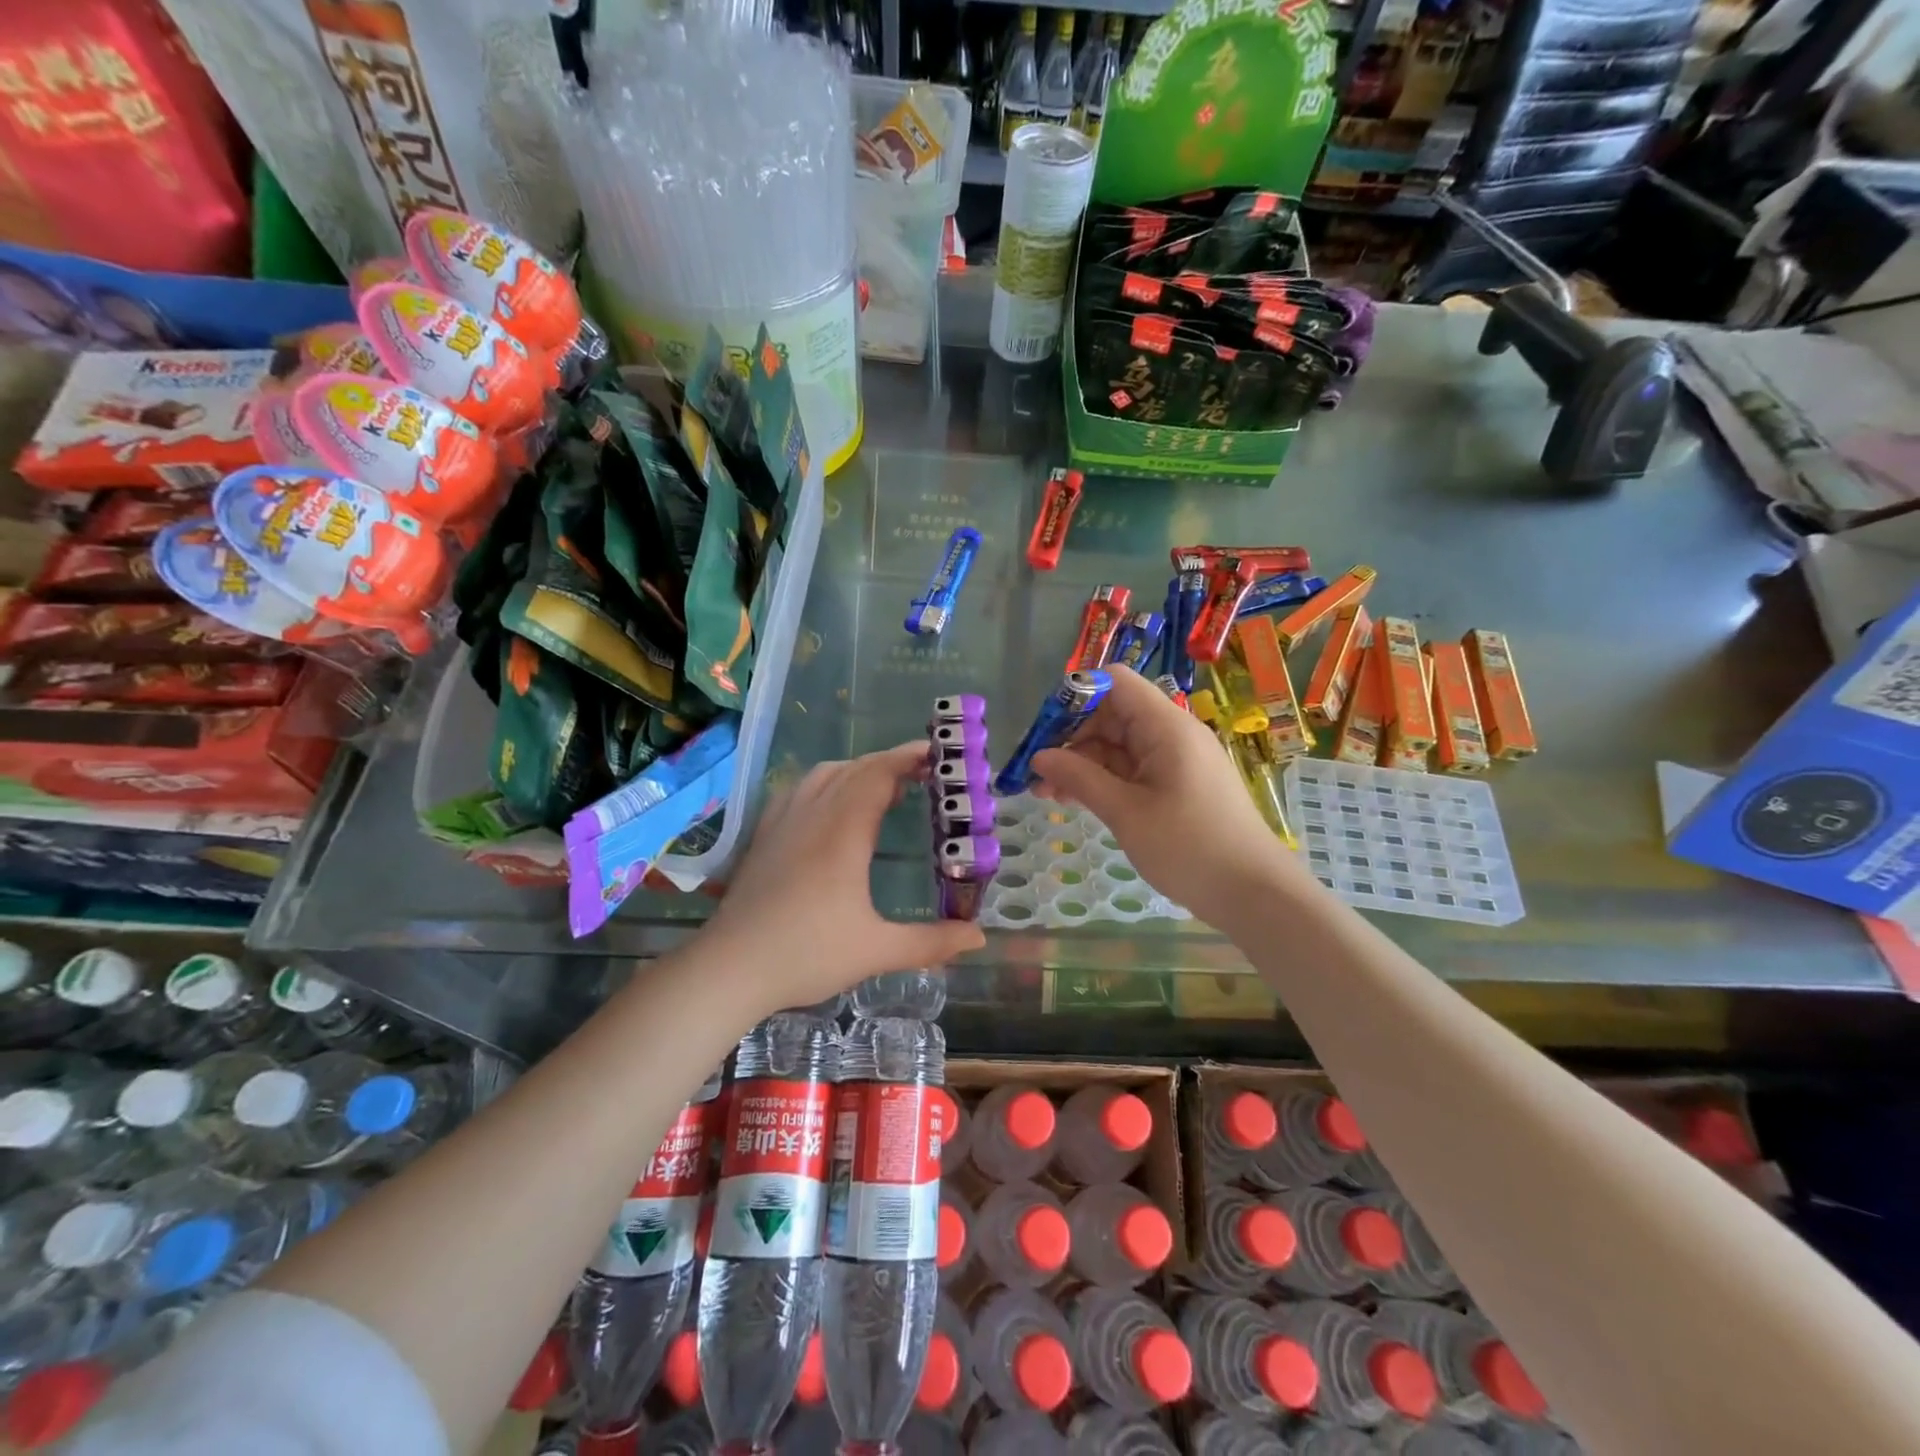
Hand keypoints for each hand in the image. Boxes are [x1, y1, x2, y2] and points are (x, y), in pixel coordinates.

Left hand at [701, 743, 985, 1017]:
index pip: (878, 774)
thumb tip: (978, 936)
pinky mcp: (763, 835)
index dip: (907, 758)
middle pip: (854, 768)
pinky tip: (829, 805)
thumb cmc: (807, 955)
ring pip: (823, 773)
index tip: (936, 754)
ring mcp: (782, 822)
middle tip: (923, 772)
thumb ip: (931, 942)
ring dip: (857, 769)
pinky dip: (825, 782)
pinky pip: (798, 789)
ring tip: (881, 786)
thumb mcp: (876, 951)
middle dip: (890, 762)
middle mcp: (812, 815)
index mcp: (843, 833)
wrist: (730, 968)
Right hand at [1032, 666, 1304, 923]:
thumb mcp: (1126, 812)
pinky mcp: (1177, 785)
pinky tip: (1076, 801)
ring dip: (1082, 764)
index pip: (1115, 682)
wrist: (1254, 893)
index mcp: (1166, 726)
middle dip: (1071, 738)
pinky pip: (1132, 769)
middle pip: (1112, 714)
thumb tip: (1039, 757)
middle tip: (1037, 774)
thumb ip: (1080, 778)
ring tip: (1047, 795)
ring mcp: (1176, 760)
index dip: (1076, 695)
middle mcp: (1172, 733)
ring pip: (1118, 746)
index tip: (1044, 731)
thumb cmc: (1189, 847)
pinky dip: (1103, 780)